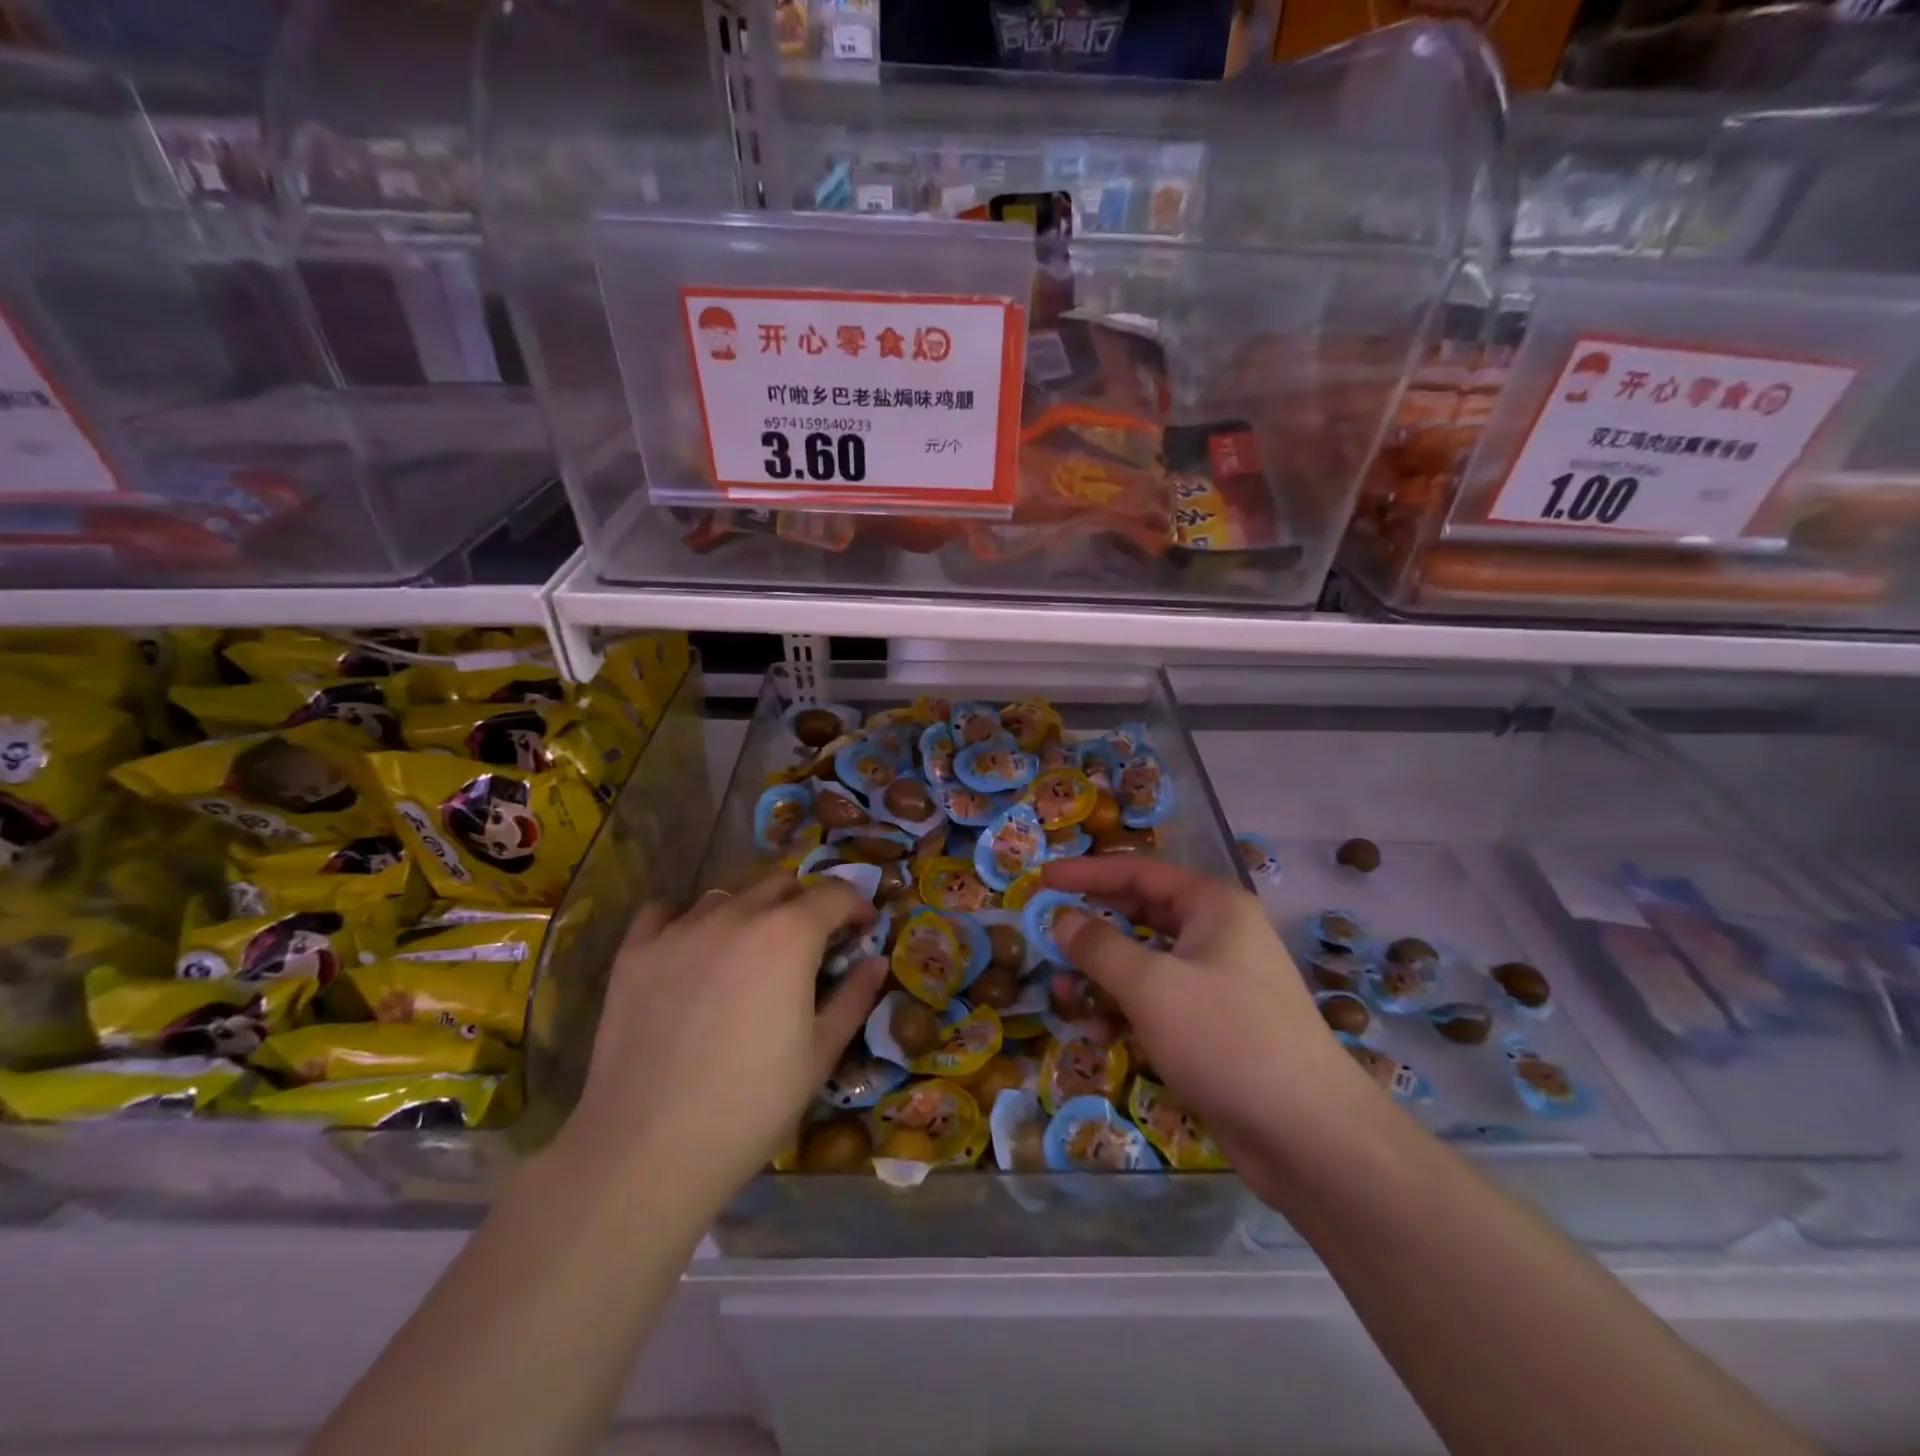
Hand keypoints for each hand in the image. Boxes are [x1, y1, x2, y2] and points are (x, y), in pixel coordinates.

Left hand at [559, 874, 887, 1210]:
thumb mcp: (820, 1055)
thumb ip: (854, 998)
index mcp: (788, 935)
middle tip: (809, 945)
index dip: (856, 905)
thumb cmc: (751, 1106)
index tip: (863, 928)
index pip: (834, 894)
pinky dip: (686, 920)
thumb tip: (875, 962)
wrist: (648, 1151)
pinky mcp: (635, 953)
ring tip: (749, 953)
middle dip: (805, 905)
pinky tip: (690, 952)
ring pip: (726, 896)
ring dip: (750, 911)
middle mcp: (736, 915)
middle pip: (780, 884)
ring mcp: (679, 930)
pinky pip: (665, 913)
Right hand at [1040, 856, 1379, 1197]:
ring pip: (1147, 962)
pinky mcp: (1216, 1025)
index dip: (1086, 873)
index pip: (1138, 872)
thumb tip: (1061, 919)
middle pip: (1141, 914)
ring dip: (1103, 976)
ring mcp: (1220, 981)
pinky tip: (1100, 1032)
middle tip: (1047, 936)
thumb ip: (1098, 946)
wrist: (1309, 1135)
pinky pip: (1160, 1000)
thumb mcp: (1150, 985)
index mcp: (1213, 906)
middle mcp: (1218, 934)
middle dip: (1093, 928)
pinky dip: (1127, 1009)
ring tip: (1064, 997)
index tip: (1042, 879)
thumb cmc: (1225, 1038)